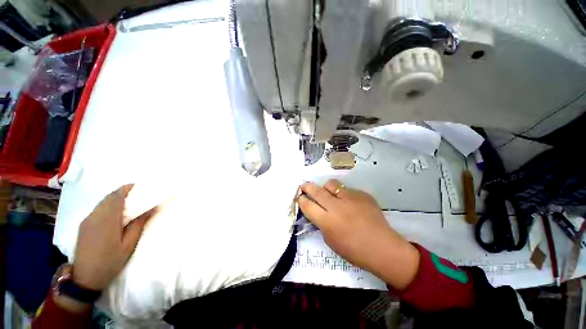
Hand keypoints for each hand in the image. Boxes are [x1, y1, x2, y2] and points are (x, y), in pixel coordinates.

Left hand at [72, 184, 155, 290]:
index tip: (138, 185)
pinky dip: (107, 205)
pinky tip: (114, 212)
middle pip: (108, 197)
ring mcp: (87, 221)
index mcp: (107, 220)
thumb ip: (139, 224)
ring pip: (102, 202)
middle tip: (136, 193)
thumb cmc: (110, 261)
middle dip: (122, 192)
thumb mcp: (129, 245)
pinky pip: (97, 209)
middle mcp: (95, 216)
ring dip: (114, 198)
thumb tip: (152, 208)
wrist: (85, 278)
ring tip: (128, 201)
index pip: (116, 197)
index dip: (126, 188)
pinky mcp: (83, 226)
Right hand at [299, 179, 418, 289]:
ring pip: (331, 184)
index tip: (299, 197)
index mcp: (327, 222)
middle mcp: (337, 207)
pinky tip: (349, 203)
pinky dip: (343, 194)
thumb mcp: (330, 240)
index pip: (308, 205)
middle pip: (316, 191)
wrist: (383, 247)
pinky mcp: (361, 194)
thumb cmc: (354, 251)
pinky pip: (347, 190)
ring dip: (325, 187)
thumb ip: (321, 223)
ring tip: (327, 192)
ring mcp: (350, 198)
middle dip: (307, 187)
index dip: (301, 200)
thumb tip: (317, 211)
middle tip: (303, 185)